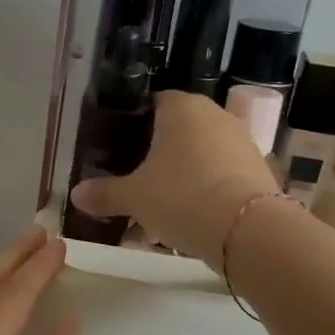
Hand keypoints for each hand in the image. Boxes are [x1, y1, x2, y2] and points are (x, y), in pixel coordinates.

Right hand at [69, 91, 279, 268]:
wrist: (248, 231)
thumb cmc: (181, 197)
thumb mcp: (133, 197)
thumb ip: (104, 193)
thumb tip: (75, 194)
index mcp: (182, 108)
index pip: (153, 103)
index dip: (133, 124)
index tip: (118, 150)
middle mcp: (215, 116)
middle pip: (178, 130)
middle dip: (157, 154)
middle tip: (134, 180)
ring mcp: (242, 142)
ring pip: (201, 155)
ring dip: (182, 175)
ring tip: (160, 207)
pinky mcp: (259, 171)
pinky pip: (221, 175)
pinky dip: (205, 191)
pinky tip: (190, 218)